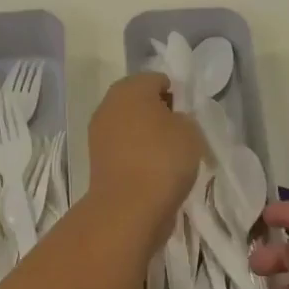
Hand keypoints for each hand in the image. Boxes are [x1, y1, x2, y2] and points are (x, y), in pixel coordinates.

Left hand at [86, 73, 205, 248]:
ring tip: (171, 158)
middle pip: (141, 102)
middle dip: (161, 115)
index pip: (158, 80)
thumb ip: (184, 117)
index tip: (190, 116)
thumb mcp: (190, 130)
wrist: (128, 208)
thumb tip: (172, 121)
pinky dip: (139, 157)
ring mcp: (99, 134)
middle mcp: (109, 105)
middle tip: (182, 135)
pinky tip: (156, 173)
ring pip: (132, 127)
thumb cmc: (163, 159)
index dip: (178, 95)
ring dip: (149, 137)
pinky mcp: (98, 161)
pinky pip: (125, 150)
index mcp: (130, 88)